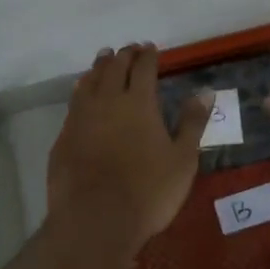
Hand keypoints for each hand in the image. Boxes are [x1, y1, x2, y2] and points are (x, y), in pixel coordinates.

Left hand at [48, 44, 211, 254]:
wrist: (95, 220)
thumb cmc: (148, 191)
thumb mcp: (182, 159)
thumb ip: (192, 123)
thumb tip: (205, 92)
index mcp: (139, 102)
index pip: (143, 68)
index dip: (148, 56)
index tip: (150, 48)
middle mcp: (108, 101)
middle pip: (114, 68)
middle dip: (123, 56)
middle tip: (129, 49)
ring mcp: (81, 117)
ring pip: (90, 81)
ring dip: (99, 67)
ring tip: (104, 59)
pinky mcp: (64, 136)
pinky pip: (74, 102)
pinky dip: (82, 89)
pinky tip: (82, 92)